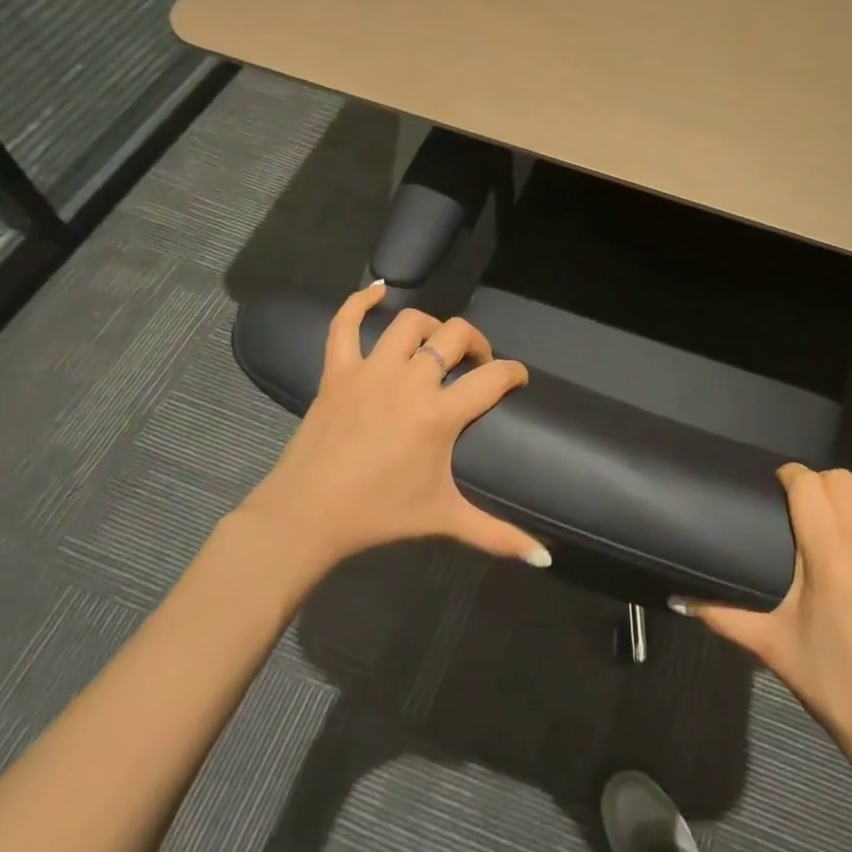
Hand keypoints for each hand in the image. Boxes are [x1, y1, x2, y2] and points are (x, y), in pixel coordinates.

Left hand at [240, 281, 547, 573]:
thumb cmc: (380, 516)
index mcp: (439, 414)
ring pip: (410, 323)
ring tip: (435, 347)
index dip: (514, 373)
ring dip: (430, 328)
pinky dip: (360, 302)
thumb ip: (499, 535)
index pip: (494, 377)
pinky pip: (345, 324)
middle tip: (476, 364)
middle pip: (455, 336)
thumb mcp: (445, 519)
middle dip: (476, 344)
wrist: (306, 517)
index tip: (517, 380)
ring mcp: (369, 371)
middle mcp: (410, 381)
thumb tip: (545, 559)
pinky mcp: (337, 370)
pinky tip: (377, 291)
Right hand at [682, 466, 851, 808]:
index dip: (791, 476)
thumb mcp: (776, 650)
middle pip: (844, 481)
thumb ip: (725, 618)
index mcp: (828, 556)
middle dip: (823, 484)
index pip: (806, 485)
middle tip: (813, 506)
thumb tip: (678, 599)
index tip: (781, 485)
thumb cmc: (839, 690)